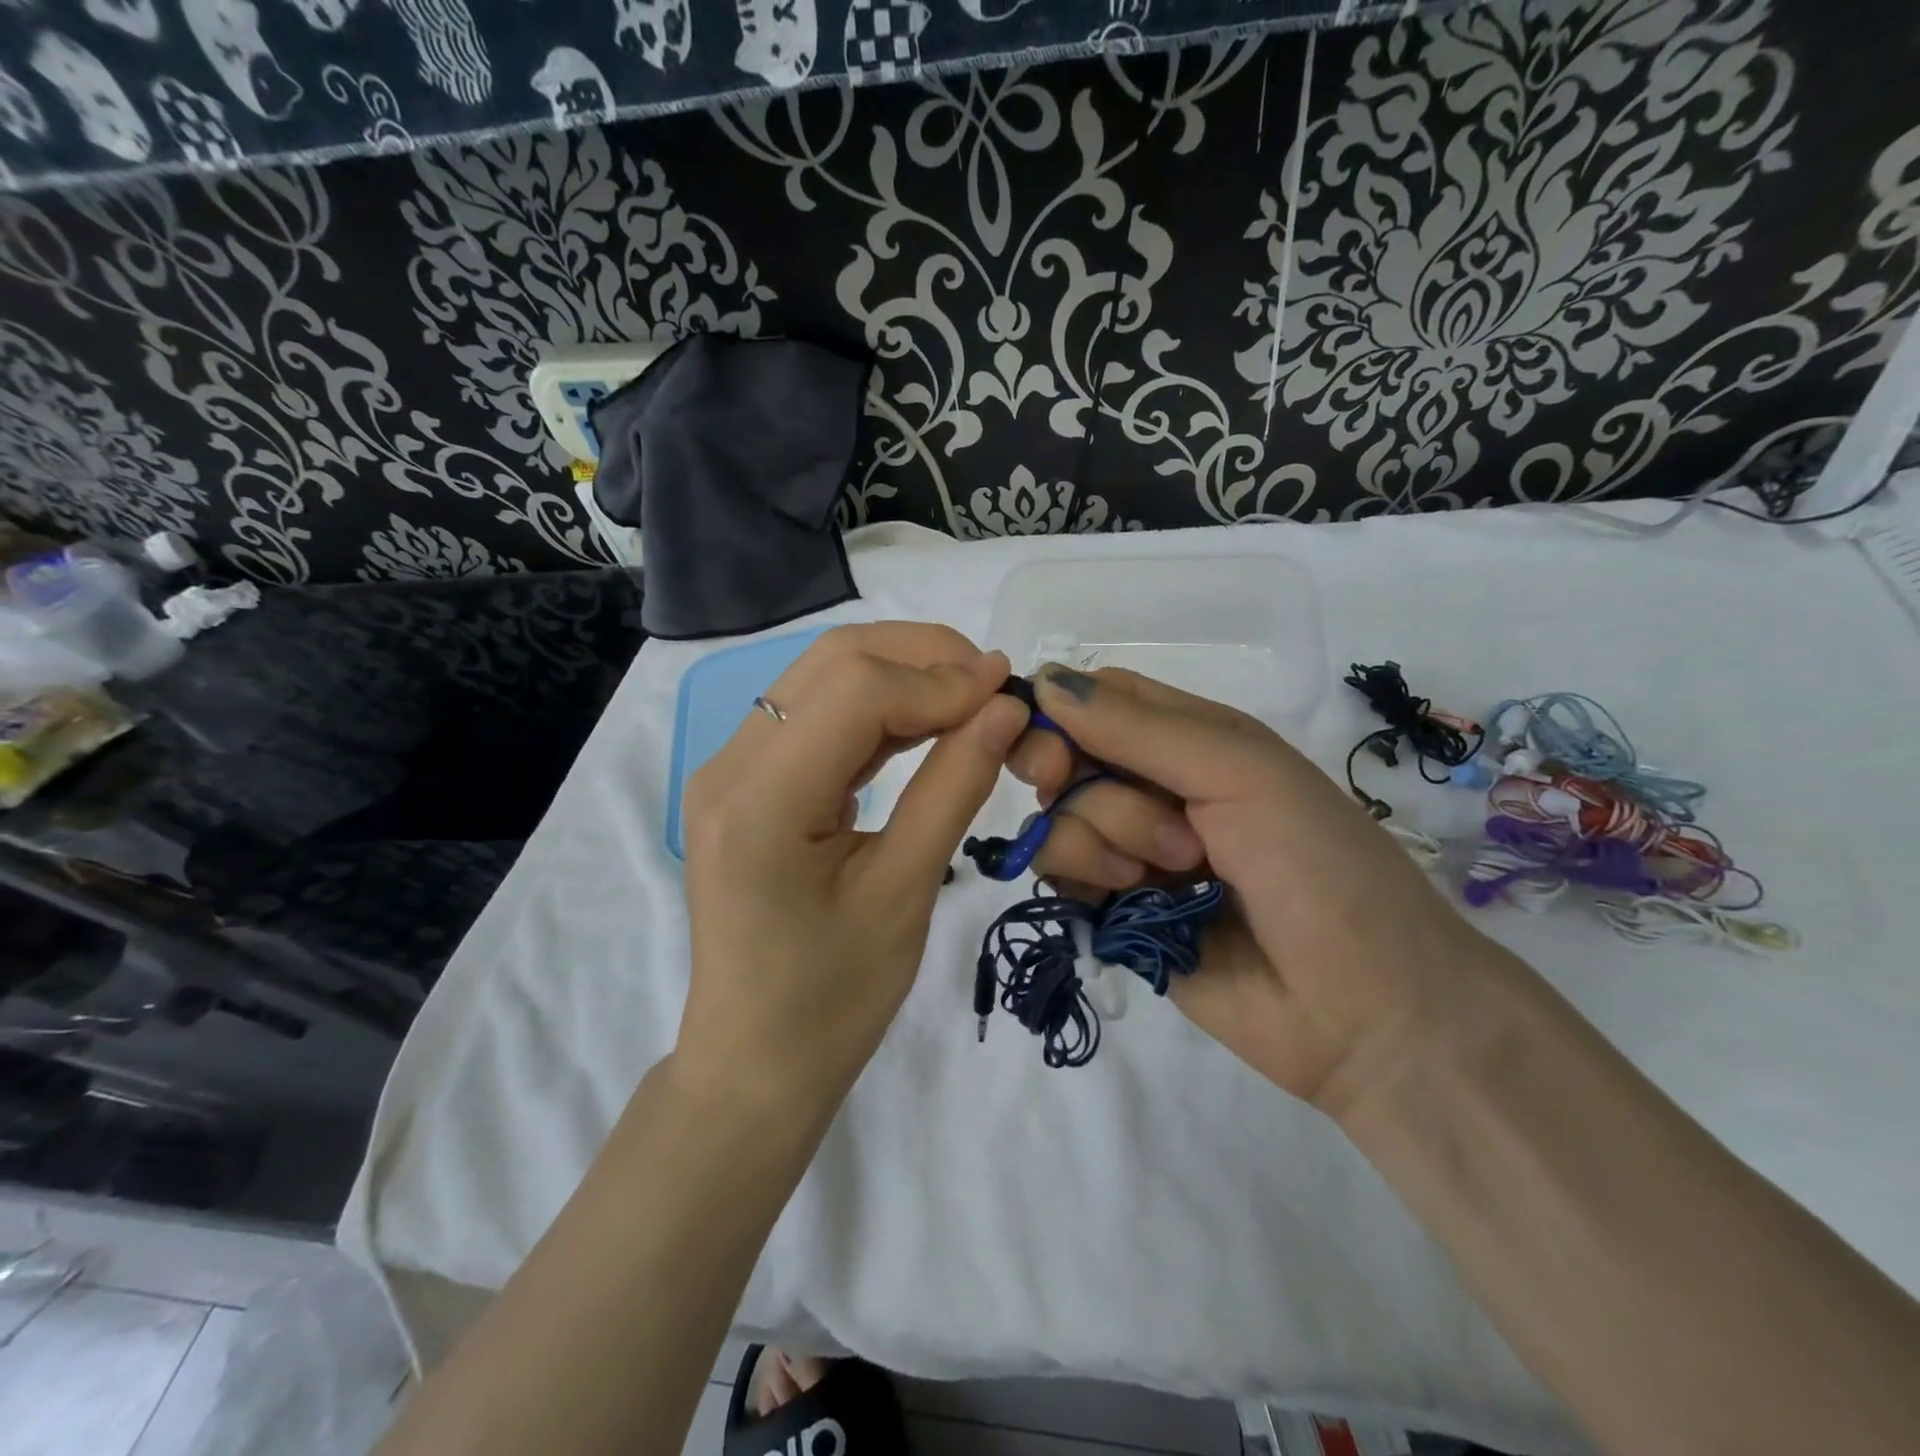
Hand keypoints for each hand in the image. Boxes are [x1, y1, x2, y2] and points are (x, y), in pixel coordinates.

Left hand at [678, 624, 1028, 1115]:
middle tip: (994, 686)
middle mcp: (730, 765)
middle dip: (923, 657)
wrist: (755, 1062)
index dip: (941, 680)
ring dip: (902, 673)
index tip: (1011, 694)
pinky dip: (877, 706)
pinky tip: (926, 722)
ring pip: (823, 676)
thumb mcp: (904, 894)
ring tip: (972, 698)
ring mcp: (731, 768)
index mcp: (759, 801)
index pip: (856, 690)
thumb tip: (1005, 709)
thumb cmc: (832, 1002)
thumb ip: (953, 788)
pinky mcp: (746, 781)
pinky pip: (816, 714)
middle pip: (833, 661)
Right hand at [1011, 665, 1501, 1113]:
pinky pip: (1060, 874)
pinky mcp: (1114, 910)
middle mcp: (1153, 788)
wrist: (1364, 1010)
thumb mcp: (1239, 773)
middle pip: (1068, 758)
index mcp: (1191, 740)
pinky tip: (1136, 900)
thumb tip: (1042, 680)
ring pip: (1058, 818)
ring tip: (1176, 871)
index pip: (1099, 699)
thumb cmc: (1318, 866)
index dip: (1061, 711)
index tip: (1052, 747)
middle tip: (1137, 820)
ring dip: (1102, 839)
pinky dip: (1086, 879)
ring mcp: (1131, 850)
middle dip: (1081, 784)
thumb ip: (1139, 729)